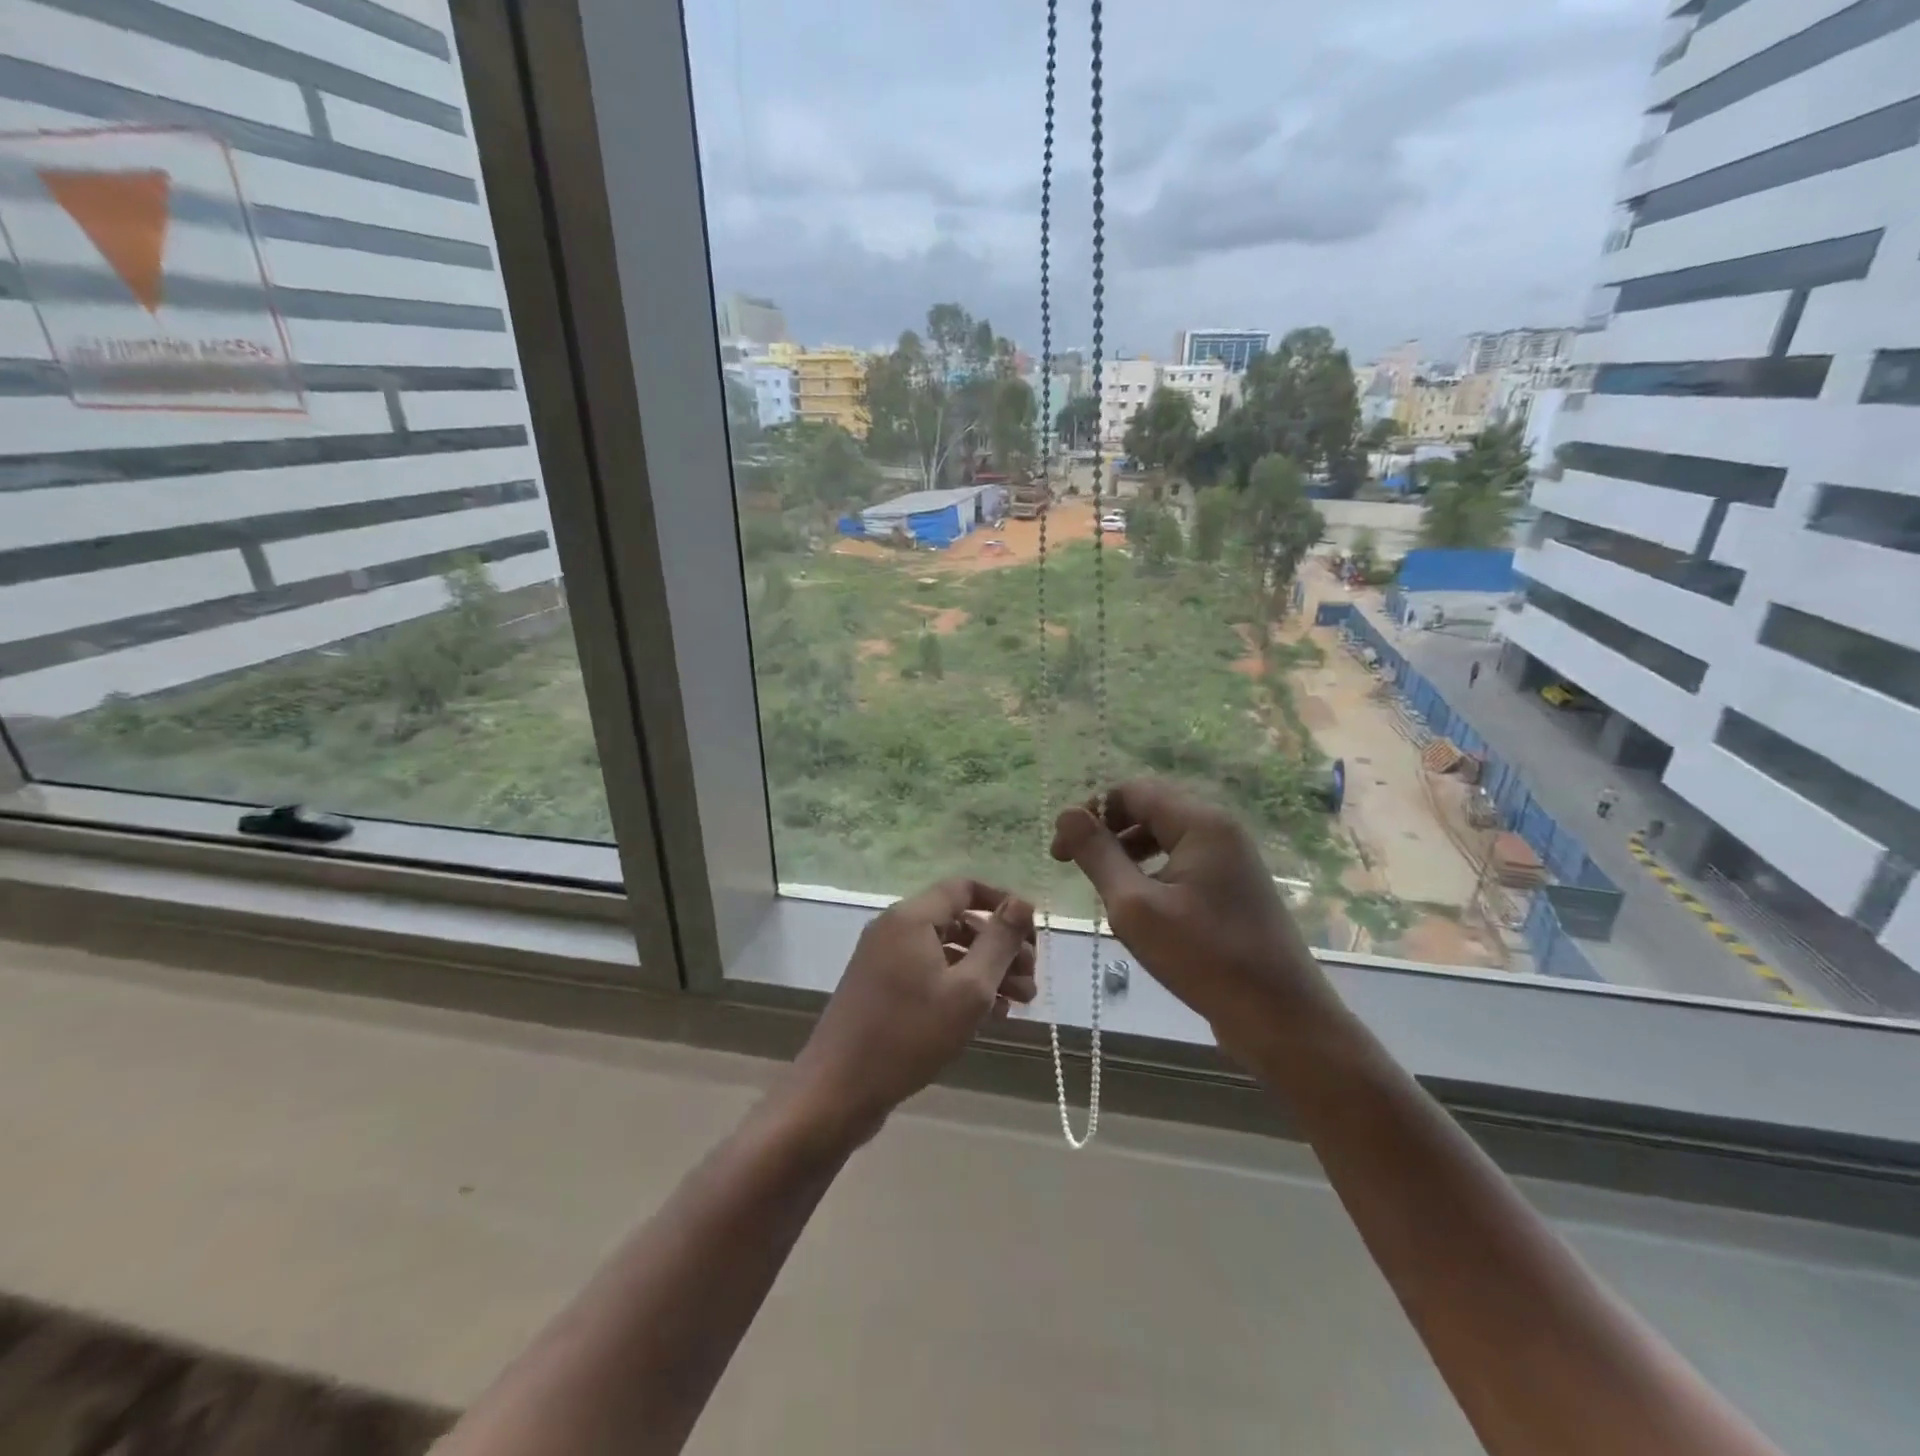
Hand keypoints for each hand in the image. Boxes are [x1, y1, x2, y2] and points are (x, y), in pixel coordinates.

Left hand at [790, 880, 1036, 1139]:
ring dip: (985, 970)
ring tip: (1020, 1002)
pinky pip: (929, 973)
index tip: (1032, 933)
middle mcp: (895, 928)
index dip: (1003, 903)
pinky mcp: (881, 988)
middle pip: (959, 920)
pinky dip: (960, 985)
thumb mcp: (968, 989)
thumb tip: (1023, 902)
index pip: (965, 888)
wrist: (838, 1090)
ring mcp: (884, 959)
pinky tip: (990, 1014)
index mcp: (911, 917)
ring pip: (947, 950)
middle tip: (1031, 978)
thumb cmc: (909, 1035)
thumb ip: (999, 942)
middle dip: (1000, 945)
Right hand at [1051, 779, 1329, 1049]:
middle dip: (1109, 831)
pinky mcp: (1234, 887)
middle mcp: (1220, 830)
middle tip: (1075, 866)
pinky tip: (1139, 903)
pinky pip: (1184, 861)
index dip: (1091, 813)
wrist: (1281, 1018)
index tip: (1061, 852)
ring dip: (1128, 851)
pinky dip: (1153, 870)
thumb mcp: (1135, 906)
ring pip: (1167, 836)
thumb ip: (1098, 855)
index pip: (1133, 791)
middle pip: (1151, 808)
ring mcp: (1232, 859)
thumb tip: (1067, 814)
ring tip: (1103, 886)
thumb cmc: (1204, 958)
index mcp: (1201, 823)